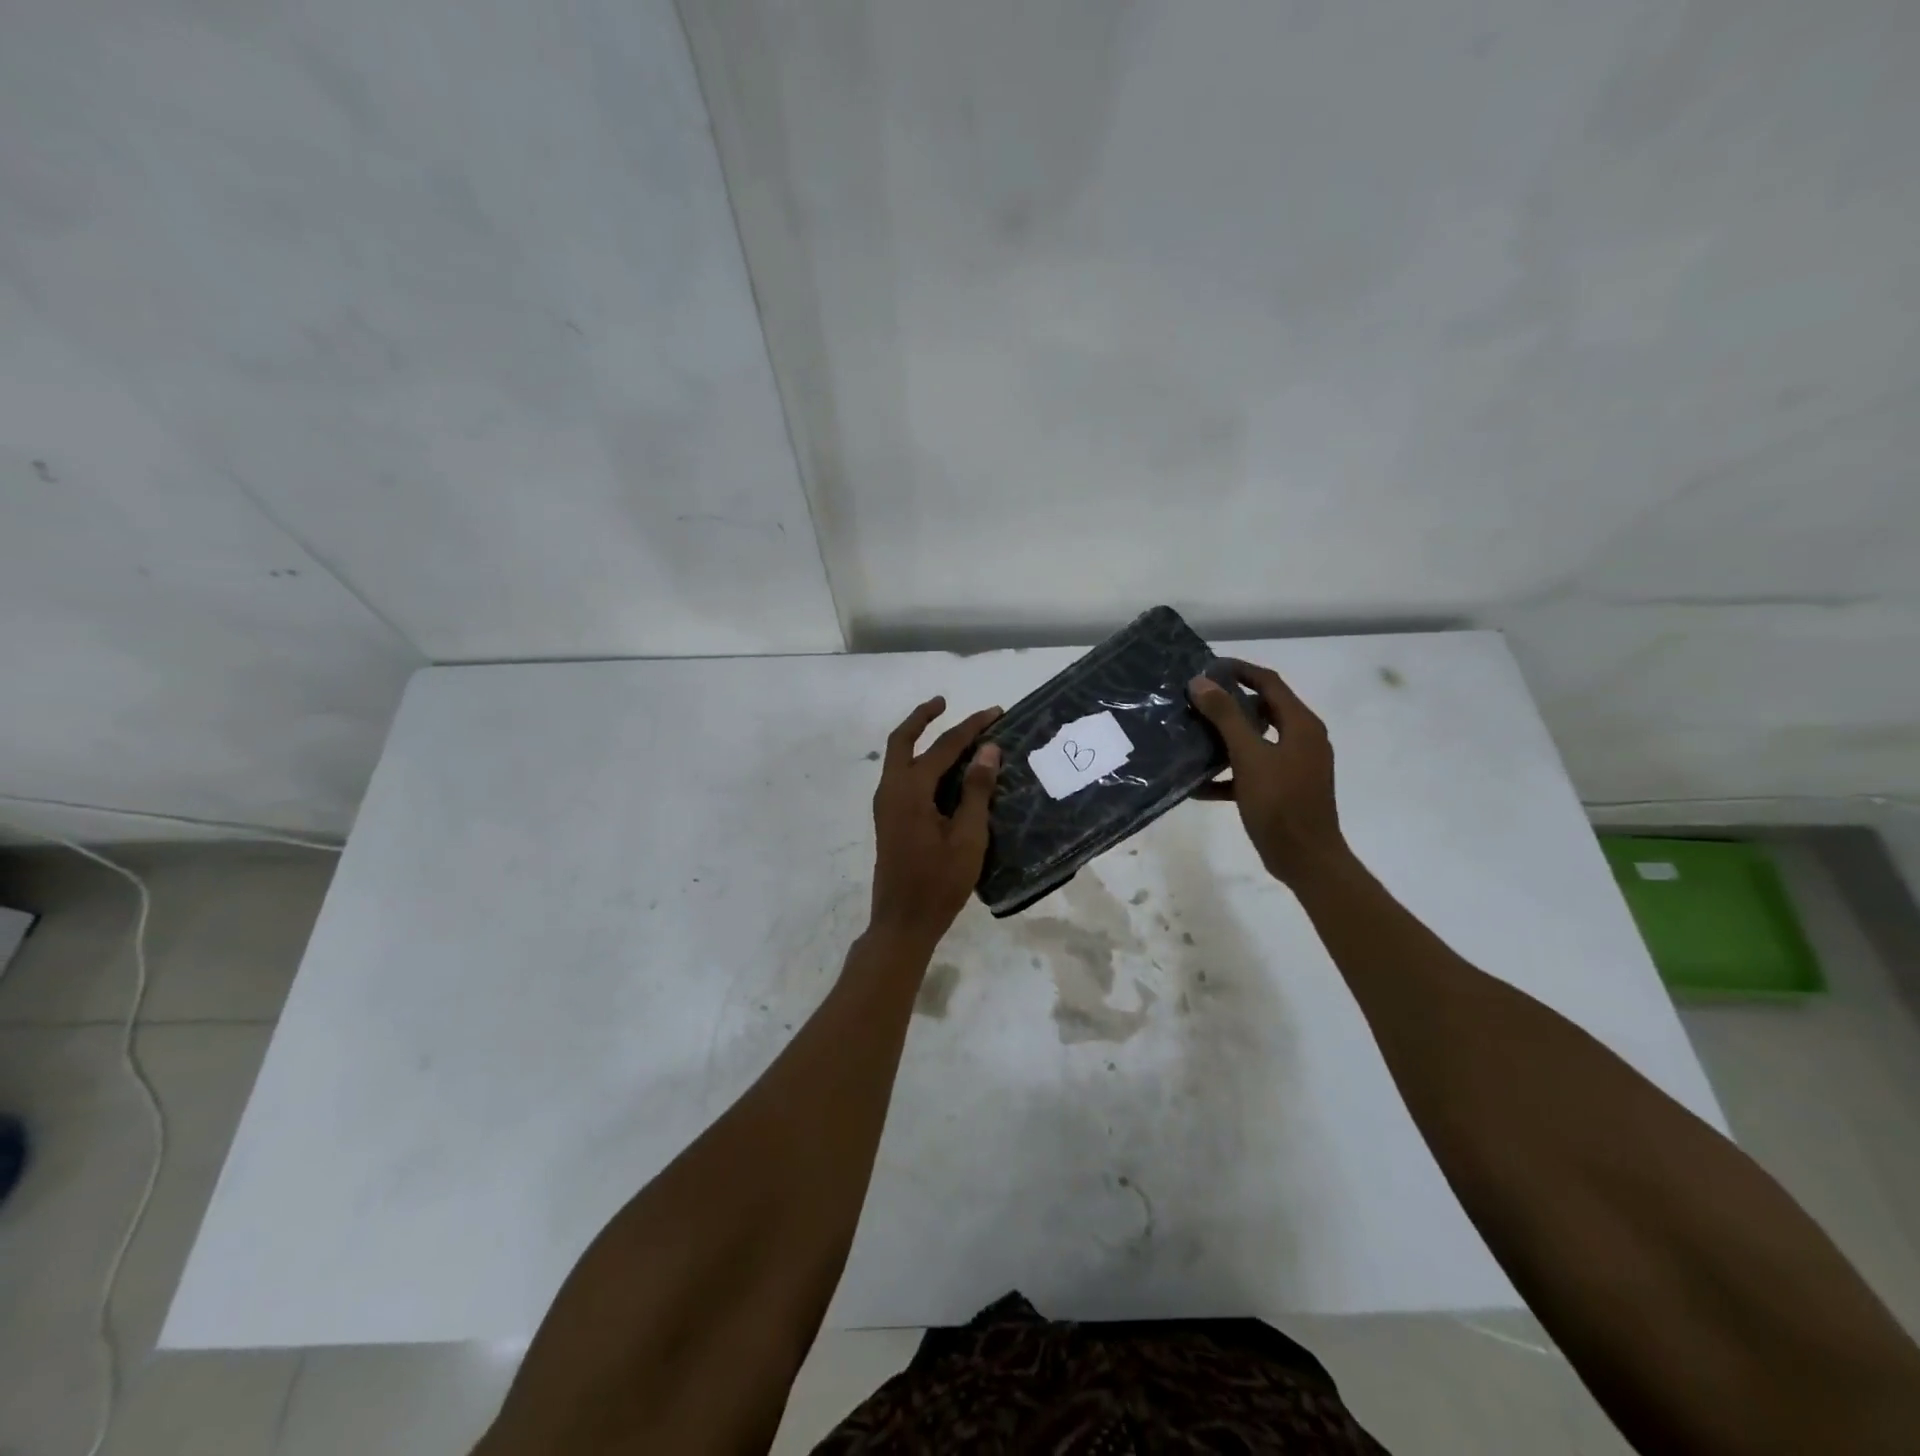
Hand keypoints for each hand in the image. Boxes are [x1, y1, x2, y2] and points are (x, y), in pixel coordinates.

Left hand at [868, 696, 1002, 949]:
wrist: (903, 922)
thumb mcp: (968, 837)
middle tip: (945, 702)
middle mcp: (891, 790)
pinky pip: (901, 776)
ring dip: (918, 738)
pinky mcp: (889, 820)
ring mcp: (886, 806)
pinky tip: (940, 770)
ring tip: (946, 729)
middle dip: (923, 717)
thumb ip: (976, 790)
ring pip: (898, 758)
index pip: (943, 747)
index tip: (996, 713)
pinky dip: (917, 761)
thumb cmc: (939, 882)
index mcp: (909, 790)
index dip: (971, 728)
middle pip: (902, 740)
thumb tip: (988, 749)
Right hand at [1188, 660, 1346, 883]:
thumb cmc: (1280, 803)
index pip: (1269, 682)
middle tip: (1194, 701)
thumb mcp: (1249, 756)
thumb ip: (1226, 717)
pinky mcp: (1284, 789)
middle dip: (1228, 704)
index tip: (1207, 667)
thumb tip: (1201, 682)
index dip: (1239, 670)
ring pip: (1255, 741)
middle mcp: (1302, 739)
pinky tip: (1199, 785)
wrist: (1305, 859)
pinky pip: (1253, 770)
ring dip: (1225, 738)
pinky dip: (1230, 773)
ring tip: (1192, 736)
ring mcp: (1295, 766)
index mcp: (1301, 725)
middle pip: (1262, 709)